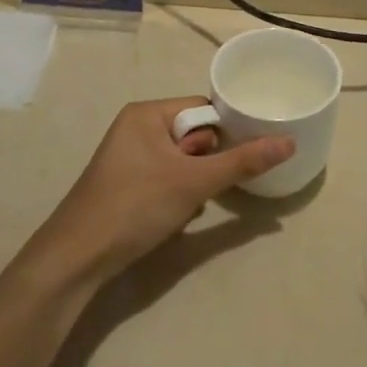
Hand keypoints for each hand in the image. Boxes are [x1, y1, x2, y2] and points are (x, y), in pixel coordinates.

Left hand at [28, 98, 293, 284]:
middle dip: (207, 164)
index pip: (202, 108)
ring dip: (194, 184)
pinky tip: (174, 218)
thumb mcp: (194, 182)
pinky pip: (166, 179)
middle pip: (194, 136)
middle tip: (206, 187)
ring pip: (182, 162)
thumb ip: (242, 162)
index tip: (242, 156)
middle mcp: (136, 128)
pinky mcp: (126, 184)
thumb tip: (289, 142)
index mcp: (147, 113)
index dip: (225, 132)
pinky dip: (176, 197)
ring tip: (189, 206)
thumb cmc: (135, 206)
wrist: (77, 258)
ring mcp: (128, 158)